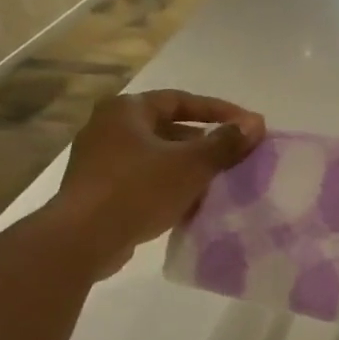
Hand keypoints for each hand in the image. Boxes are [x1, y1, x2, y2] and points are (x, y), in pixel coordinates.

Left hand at [56, 89, 265, 275]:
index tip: (248, 126)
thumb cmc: (138, 190)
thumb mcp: (190, 165)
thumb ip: (225, 143)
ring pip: (156, 157)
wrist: (83, 239)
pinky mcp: (99, 190)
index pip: (181, 100)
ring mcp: (99, 160)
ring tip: (218, 182)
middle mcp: (108, 127)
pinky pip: (143, 180)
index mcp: (127, 110)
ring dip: (187, 167)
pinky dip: (168, 186)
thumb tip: (255, 124)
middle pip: (168, 128)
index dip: (219, 111)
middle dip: (203, 142)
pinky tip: (190, 204)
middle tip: (234, 156)